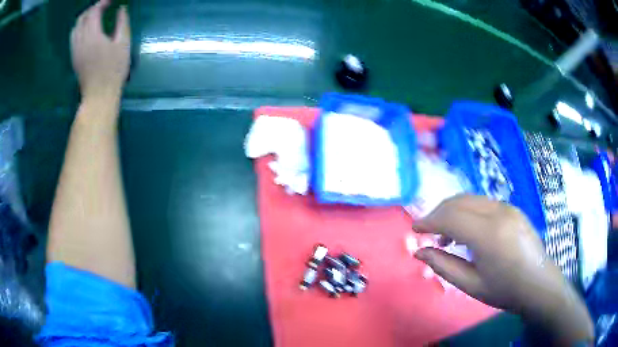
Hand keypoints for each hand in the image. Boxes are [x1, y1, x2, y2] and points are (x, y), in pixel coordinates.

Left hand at [71, 0, 130, 101]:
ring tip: (94, 16)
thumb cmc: (113, 71)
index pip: (93, 12)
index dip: (102, 3)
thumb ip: (122, 23)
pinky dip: (80, 28)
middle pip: (82, 18)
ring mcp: (75, 50)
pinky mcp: (74, 58)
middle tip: (103, 7)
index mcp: (93, 36)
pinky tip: (87, 30)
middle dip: (92, 9)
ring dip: (84, 18)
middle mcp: (80, 41)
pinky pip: (73, 37)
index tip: (111, 1)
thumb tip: (121, 8)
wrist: (98, 96)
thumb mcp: (123, 44)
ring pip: (75, 27)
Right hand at [414, 195, 592, 343]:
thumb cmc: (504, 290)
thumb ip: (443, 266)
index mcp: (488, 234)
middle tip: (427, 233)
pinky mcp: (512, 208)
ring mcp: (507, 207)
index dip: (428, 220)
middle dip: (438, 213)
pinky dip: (467, 211)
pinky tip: (467, 231)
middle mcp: (498, 212)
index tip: (414, 229)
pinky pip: (483, 202)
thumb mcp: (470, 285)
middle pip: (458, 202)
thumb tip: (419, 253)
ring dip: (452, 211)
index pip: (450, 217)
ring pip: (470, 198)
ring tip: (446, 235)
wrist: (538, 283)